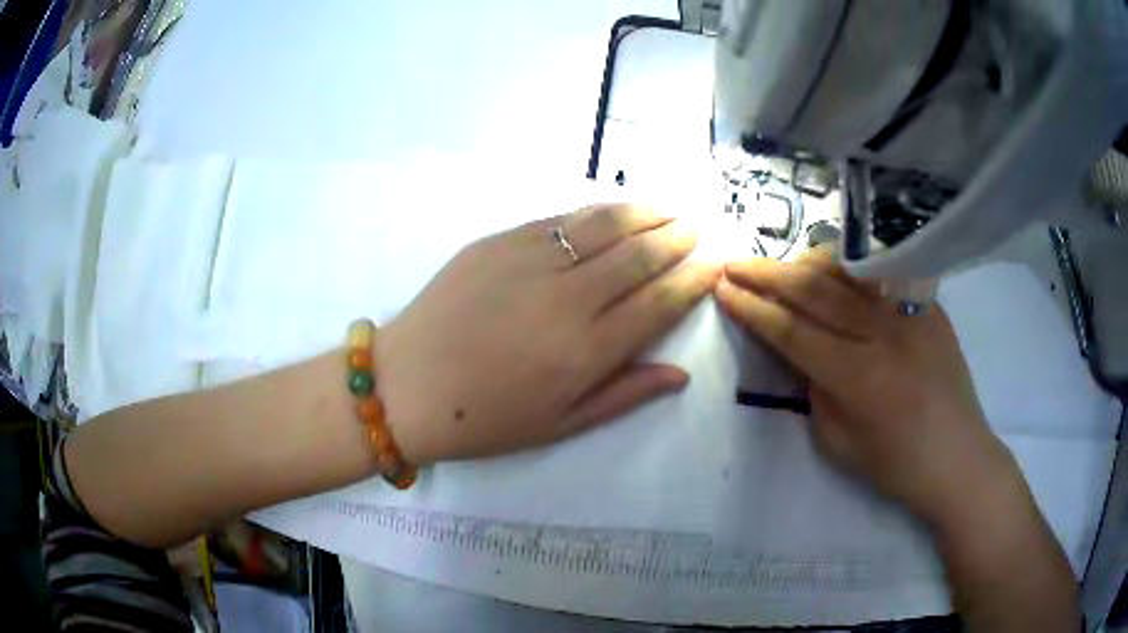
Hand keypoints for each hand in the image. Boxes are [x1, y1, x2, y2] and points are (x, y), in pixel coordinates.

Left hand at [377, 204, 719, 464]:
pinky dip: (596, 212)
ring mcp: (531, 261)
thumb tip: (679, 374)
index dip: (693, 280)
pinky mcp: (499, 241)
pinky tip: (613, 211)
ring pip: (604, 225)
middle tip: (696, 228)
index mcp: (586, 351)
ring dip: (644, 213)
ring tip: (668, 208)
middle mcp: (568, 298)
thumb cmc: (484, 419)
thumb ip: (624, 394)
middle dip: (676, 239)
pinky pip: (561, 219)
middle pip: (639, 256)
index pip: (659, 303)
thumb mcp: (560, 425)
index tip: (714, 265)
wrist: (406, 385)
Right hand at [715, 248, 1014, 524]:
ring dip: (805, 262)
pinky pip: (881, 273)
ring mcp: (909, 312)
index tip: (724, 289)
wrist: (957, 457)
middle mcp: (883, 334)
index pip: (792, 330)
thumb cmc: (895, 464)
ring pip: (848, 270)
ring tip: (780, 265)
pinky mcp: (927, 304)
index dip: (753, 308)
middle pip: (815, 290)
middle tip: (735, 264)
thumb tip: (801, 350)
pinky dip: (848, 267)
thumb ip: (814, 390)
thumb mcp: (837, 443)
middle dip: (767, 274)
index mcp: (858, 378)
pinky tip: (832, 268)